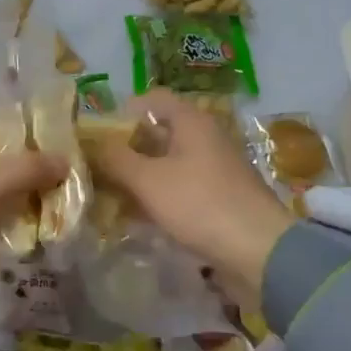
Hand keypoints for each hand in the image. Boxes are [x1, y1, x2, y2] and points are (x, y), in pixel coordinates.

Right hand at [84, 90, 293, 291]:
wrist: (259, 250)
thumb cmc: (200, 204)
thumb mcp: (149, 180)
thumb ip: (116, 159)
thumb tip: (91, 143)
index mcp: (192, 121)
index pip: (152, 99)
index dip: (122, 111)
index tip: (97, 135)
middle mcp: (205, 138)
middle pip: (158, 132)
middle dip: (126, 149)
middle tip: (96, 168)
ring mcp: (214, 169)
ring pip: (167, 163)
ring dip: (140, 176)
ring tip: (109, 195)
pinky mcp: (218, 197)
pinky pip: (180, 187)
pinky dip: (158, 196)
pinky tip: (138, 217)